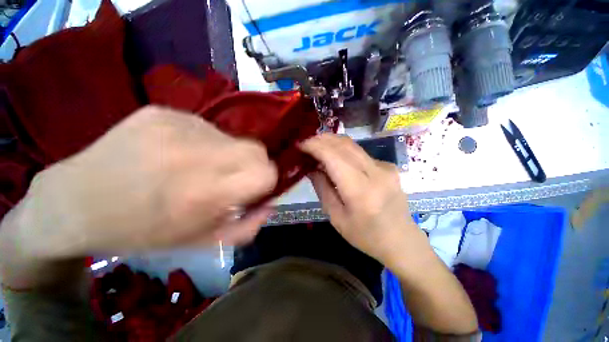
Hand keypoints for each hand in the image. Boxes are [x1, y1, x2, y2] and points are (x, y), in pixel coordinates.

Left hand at [9, 106, 277, 257]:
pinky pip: (205, 128)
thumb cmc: (142, 232)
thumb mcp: (201, 243)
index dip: (268, 179)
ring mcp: (179, 125)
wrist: (76, 202)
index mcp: (205, 192)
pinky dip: (204, 143)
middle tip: (235, 177)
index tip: (256, 187)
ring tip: (198, 167)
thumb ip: (246, 227)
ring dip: (227, 155)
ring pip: (233, 139)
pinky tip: (178, 154)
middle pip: (257, 150)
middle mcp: (196, 153)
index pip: (266, 172)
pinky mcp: (164, 112)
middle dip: (255, 165)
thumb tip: (270, 204)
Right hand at [300, 134, 419, 264]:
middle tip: (306, 143)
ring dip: (332, 142)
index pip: (334, 157)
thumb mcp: (336, 217)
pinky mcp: (388, 166)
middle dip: (322, 140)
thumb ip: (322, 188)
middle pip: (344, 145)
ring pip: (353, 145)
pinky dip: (343, 151)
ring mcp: (385, 167)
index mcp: (360, 191)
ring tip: (317, 146)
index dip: (315, 146)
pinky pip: (360, 153)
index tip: (300, 145)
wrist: (401, 240)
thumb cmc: (365, 236)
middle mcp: (376, 173)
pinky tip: (335, 157)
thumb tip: (311, 168)